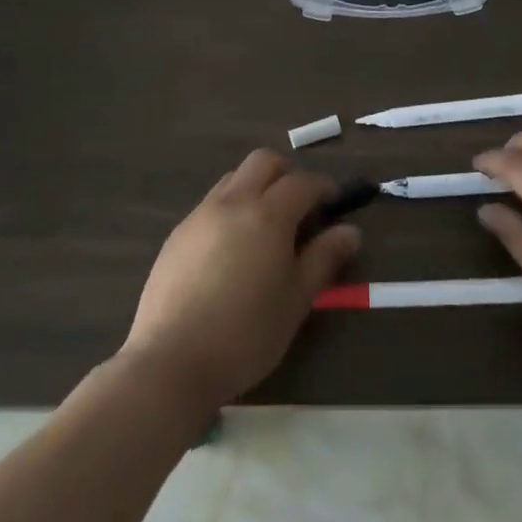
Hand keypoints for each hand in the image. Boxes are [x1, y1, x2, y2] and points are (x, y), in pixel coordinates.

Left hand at [118, 150, 360, 411]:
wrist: (171, 360)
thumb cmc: (246, 334)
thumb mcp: (296, 300)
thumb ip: (324, 259)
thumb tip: (350, 231)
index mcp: (267, 214)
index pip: (302, 182)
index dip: (323, 187)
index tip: (333, 203)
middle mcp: (233, 201)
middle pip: (264, 161)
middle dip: (287, 174)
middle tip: (299, 206)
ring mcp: (201, 214)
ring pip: (234, 178)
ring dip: (256, 187)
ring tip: (265, 228)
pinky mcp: (178, 233)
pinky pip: (211, 204)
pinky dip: (231, 209)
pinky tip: (232, 250)